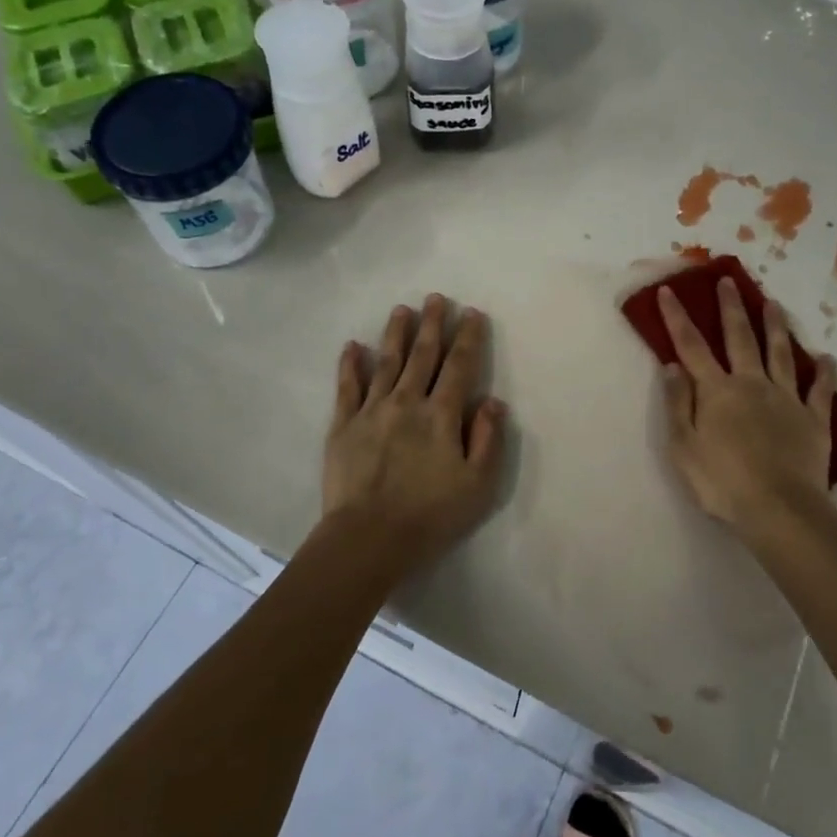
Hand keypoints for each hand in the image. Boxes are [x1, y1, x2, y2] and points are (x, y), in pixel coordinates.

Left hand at [320, 294, 507, 573]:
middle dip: (432, 325)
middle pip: (422, 356)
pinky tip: (352, 346)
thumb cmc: (430, 515)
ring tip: (402, 310)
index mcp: (441, 415)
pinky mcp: (343, 426)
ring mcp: (371, 411)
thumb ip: (488, 439)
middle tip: (435, 299)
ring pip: (386, 363)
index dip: (468, 338)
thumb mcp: (477, 485)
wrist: (368, 538)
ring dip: (395, 334)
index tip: (471, 313)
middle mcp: (407, 402)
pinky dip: (350, 365)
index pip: (459, 366)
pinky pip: (347, 388)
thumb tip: (493, 402)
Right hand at [657, 279, 836, 542]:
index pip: (691, 346)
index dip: (678, 318)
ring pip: (781, 353)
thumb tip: (673, 366)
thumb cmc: (722, 482)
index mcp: (717, 391)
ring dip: (775, 327)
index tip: (669, 291)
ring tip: (772, 303)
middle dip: (731, 308)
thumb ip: (678, 404)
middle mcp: (752, 384)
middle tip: (728, 281)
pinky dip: (823, 373)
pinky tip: (826, 359)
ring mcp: (786, 399)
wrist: (779, 509)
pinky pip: (820, 391)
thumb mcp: (683, 447)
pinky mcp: (814, 419)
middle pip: (740, 338)